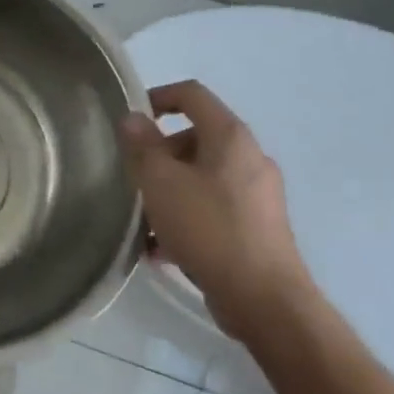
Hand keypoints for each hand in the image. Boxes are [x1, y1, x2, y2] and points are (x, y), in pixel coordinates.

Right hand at [119, 80, 315, 340]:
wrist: (263, 298)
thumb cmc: (209, 229)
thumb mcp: (161, 183)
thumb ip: (143, 147)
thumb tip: (132, 118)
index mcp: (230, 137)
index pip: (192, 95)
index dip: (158, 97)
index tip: (130, 120)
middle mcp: (249, 158)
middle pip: (195, 138)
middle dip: (160, 155)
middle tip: (134, 179)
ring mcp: (257, 194)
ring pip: (202, 177)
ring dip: (169, 190)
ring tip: (143, 220)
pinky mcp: (257, 227)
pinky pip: (213, 207)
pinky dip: (186, 216)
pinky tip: (162, 249)